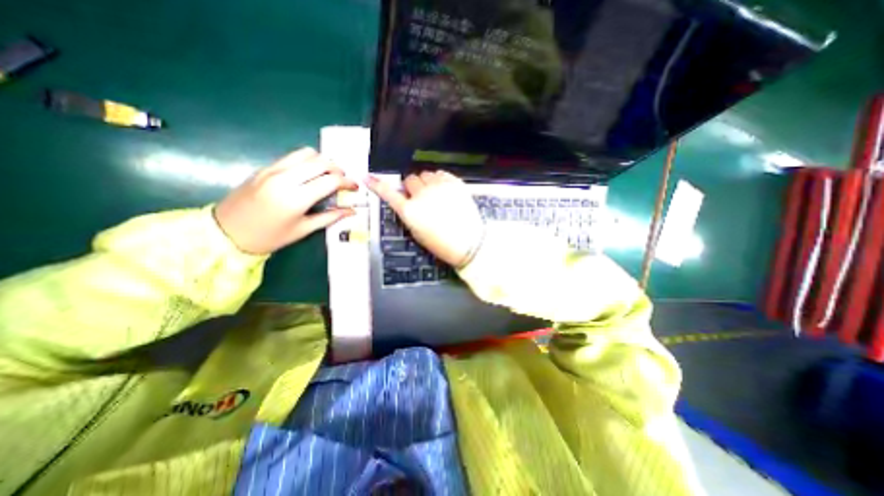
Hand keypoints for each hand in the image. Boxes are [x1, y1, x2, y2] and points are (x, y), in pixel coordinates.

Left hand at [213, 148, 355, 253]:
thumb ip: (330, 217)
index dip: (347, 182)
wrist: (225, 232)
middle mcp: (285, 178)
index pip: (330, 181)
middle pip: (321, 162)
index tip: (355, 187)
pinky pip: (292, 156)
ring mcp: (273, 170)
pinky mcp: (265, 167)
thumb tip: (351, 211)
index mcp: (296, 198)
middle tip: (344, 180)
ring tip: (329, 174)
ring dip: (323, 161)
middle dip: (338, 169)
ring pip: (306, 153)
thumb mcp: (303, 230)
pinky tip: (311, 173)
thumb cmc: (269, 236)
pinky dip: (308, 161)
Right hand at [370, 172, 485, 269]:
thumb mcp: (417, 232)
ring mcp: (439, 186)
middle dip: (412, 187)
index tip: (368, 178)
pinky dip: (439, 179)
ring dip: (426, 182)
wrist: (469, 243)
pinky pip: (441, 173)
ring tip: (435, 194)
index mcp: (410, 211)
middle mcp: (422, 195)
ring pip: (425, 174)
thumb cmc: (441, 243)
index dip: (378, 185)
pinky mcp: (454, 183)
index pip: (389, 193)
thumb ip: (409, 213)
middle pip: (409, 179)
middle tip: (420, 198)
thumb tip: (406, 200)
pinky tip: (444, 190)